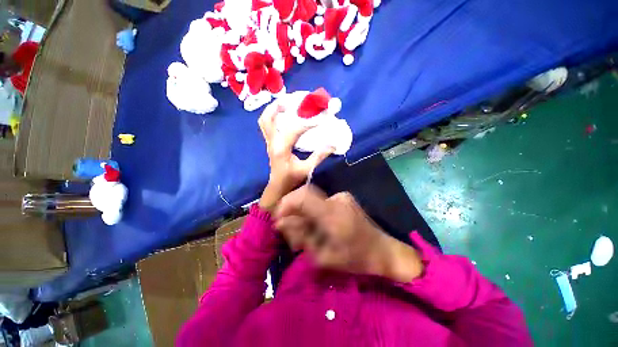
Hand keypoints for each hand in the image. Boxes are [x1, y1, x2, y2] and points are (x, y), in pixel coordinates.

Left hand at [258, 102, 333, 210]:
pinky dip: (274, 116)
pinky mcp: (270, 143)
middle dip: (278, 106)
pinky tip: (284, 114)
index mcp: (281, 149)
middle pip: (267, 118)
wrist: (278, 187)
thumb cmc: (291, 180)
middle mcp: (272, 142)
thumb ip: (319, 156)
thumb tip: (333, 144)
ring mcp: (269, 142)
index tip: (321, 117)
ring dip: (273, 109)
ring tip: (287, 102)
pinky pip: (267, 125)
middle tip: (293, 99)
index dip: (308, 122)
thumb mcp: (306, 169)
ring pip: (264, 121)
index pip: (294, 130)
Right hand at [274, 185, 423, 281]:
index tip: (278, 218)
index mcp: (332, 213)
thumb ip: (301, 236)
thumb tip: (280, 222)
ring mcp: (341, 196)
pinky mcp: (343, 197)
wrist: (383, 250)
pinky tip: (316, 225)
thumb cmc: (355, 258)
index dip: (286, 203)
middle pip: (304, 196)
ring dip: (303, 212)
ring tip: (304, 232)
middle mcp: (336, 198)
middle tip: (291, 230)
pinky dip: (313, 211)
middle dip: (292, 211)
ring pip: (311, 198)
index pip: (302, 196)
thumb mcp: (323, 256)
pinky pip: (320, 201)